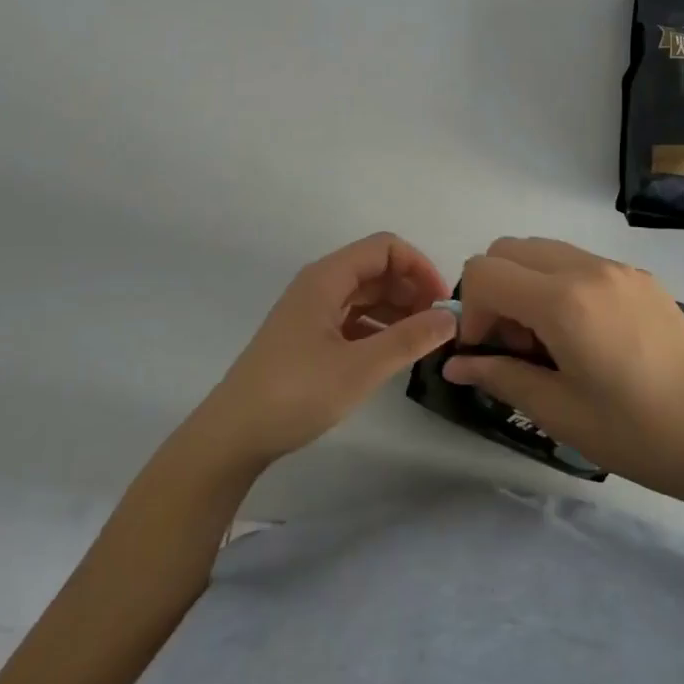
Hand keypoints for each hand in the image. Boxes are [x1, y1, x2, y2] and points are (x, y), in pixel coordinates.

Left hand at [192, 233, 456, 470]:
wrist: (232, 435)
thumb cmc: (296, 393)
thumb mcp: (361, 367)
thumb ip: (410, 339)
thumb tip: (451, 317)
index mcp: (327, 278)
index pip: (385, 248)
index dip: (419, 267)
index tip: (442, 303)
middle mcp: (319, 285)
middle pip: (376, 268)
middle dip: (411, 289)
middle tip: (438, 326)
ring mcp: (311, 311)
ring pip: (365, 294)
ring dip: (397, 309)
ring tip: (422, 341)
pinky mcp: (307, 337)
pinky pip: (352, 317)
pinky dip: (378, 327)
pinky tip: (393, 353)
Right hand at [443, 237, 683, 501]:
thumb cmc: (634, 432)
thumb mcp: (558, 412)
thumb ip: (500, 376)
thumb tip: (455, 363)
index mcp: (563, 301)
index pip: (485, 272)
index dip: (472, 311)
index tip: (490, 352)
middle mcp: (587, 268)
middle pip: (509, 249)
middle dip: (495, 290)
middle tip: (516, 344)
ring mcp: (617, 267)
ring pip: (544, 250)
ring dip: (527, 284)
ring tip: (549, 339)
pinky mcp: (639, 275)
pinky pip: (579, 261)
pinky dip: (560, 283)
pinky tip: (585, 333)